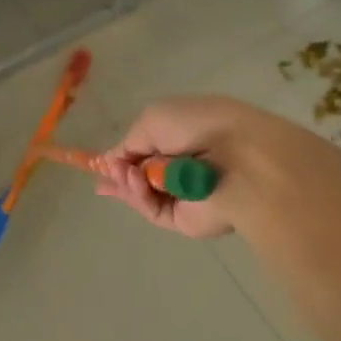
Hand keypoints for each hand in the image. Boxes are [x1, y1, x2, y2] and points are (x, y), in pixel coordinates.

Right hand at [97, 96, 300, 238]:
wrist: (240, 158)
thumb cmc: (198, 126)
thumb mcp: (153, 120)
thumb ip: (129, 142)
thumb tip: (113, 160)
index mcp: (184, 136)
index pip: (147, 149)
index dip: (123, 156)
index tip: (100, 163)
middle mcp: (184, 165)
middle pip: (142, 176)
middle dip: (120, 174)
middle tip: (104, 174)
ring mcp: (184, 195)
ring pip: (143, 194)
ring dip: (128, 182)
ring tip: (124, 173)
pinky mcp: (185, 220)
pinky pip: (153, 210)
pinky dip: (139, 197)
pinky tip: (134, 182)